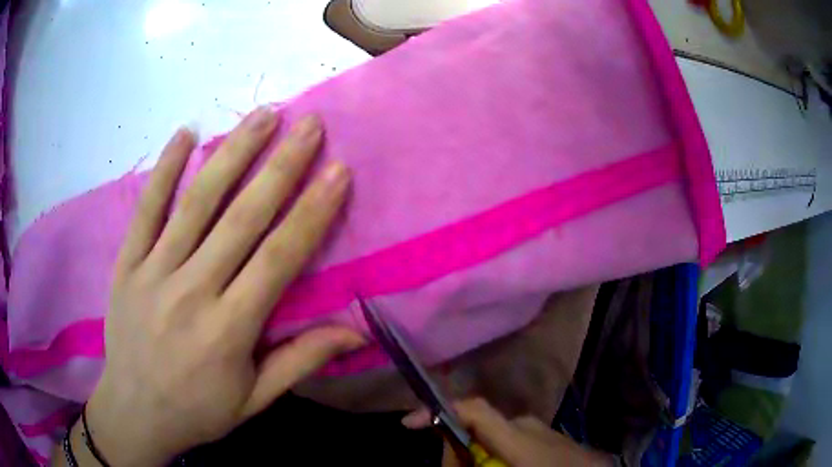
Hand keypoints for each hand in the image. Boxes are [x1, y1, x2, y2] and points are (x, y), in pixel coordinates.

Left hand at [81, 107, 364, 465]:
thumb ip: (301, 361)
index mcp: (229, 329)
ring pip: (196, 202)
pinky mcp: (127, 264)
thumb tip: (356, 332)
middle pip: (241, 217)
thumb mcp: (255, 399)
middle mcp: (192, 291)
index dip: (311, 211)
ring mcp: (153, 272)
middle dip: (281, 165)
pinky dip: (164, 169)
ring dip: (232, 153)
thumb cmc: (198, 410)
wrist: (135, 412)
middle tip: (309, 124)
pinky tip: (185, 134)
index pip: (278, 258)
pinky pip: (146, 209)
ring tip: (263, 115)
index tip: (338, 171)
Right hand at [402, 399, 613, 466]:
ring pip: (492, 438)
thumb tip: (446, 452)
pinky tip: (498, 466)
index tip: (408, 423)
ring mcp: (537, 429)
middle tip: (451, 465)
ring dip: (475, 454)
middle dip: (455, 447)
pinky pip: (508, 443)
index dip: (438, 410)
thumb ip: (470, 464)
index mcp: (517, 433)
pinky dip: (494, 455)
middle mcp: (525, 423)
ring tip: (473, 465)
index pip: (472, 409)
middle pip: (476, 428)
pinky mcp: (544, 437)